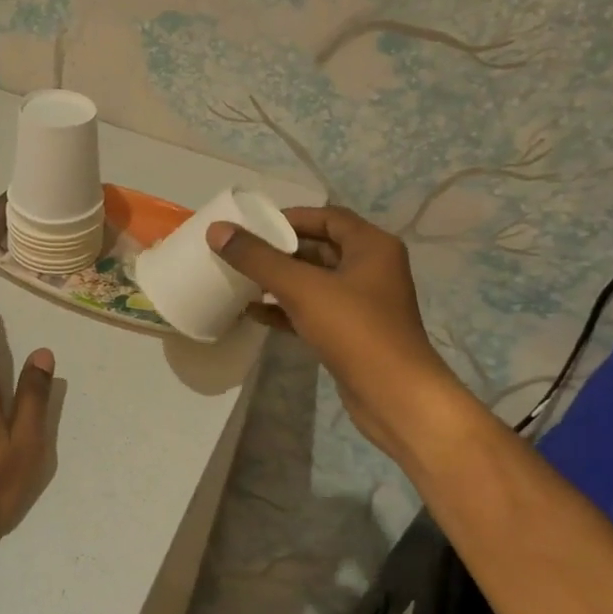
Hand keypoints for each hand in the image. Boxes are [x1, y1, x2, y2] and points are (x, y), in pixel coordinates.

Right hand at [207, 208, 467, 465]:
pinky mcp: (352, 334)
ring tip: (240, 280)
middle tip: (241, 252)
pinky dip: (286, 310)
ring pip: (315, 283)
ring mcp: (363, 304)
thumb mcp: (302, 288)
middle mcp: (372, 269)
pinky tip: (253, 313)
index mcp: (372, 246)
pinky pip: (314, 311)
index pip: (328, 217)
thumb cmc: (355, 330)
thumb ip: (258, 258)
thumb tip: (218, 230)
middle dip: (280, 251)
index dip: (290, 217)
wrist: (395, 396)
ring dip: (280, 281)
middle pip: (320, 249)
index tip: (253, 225)